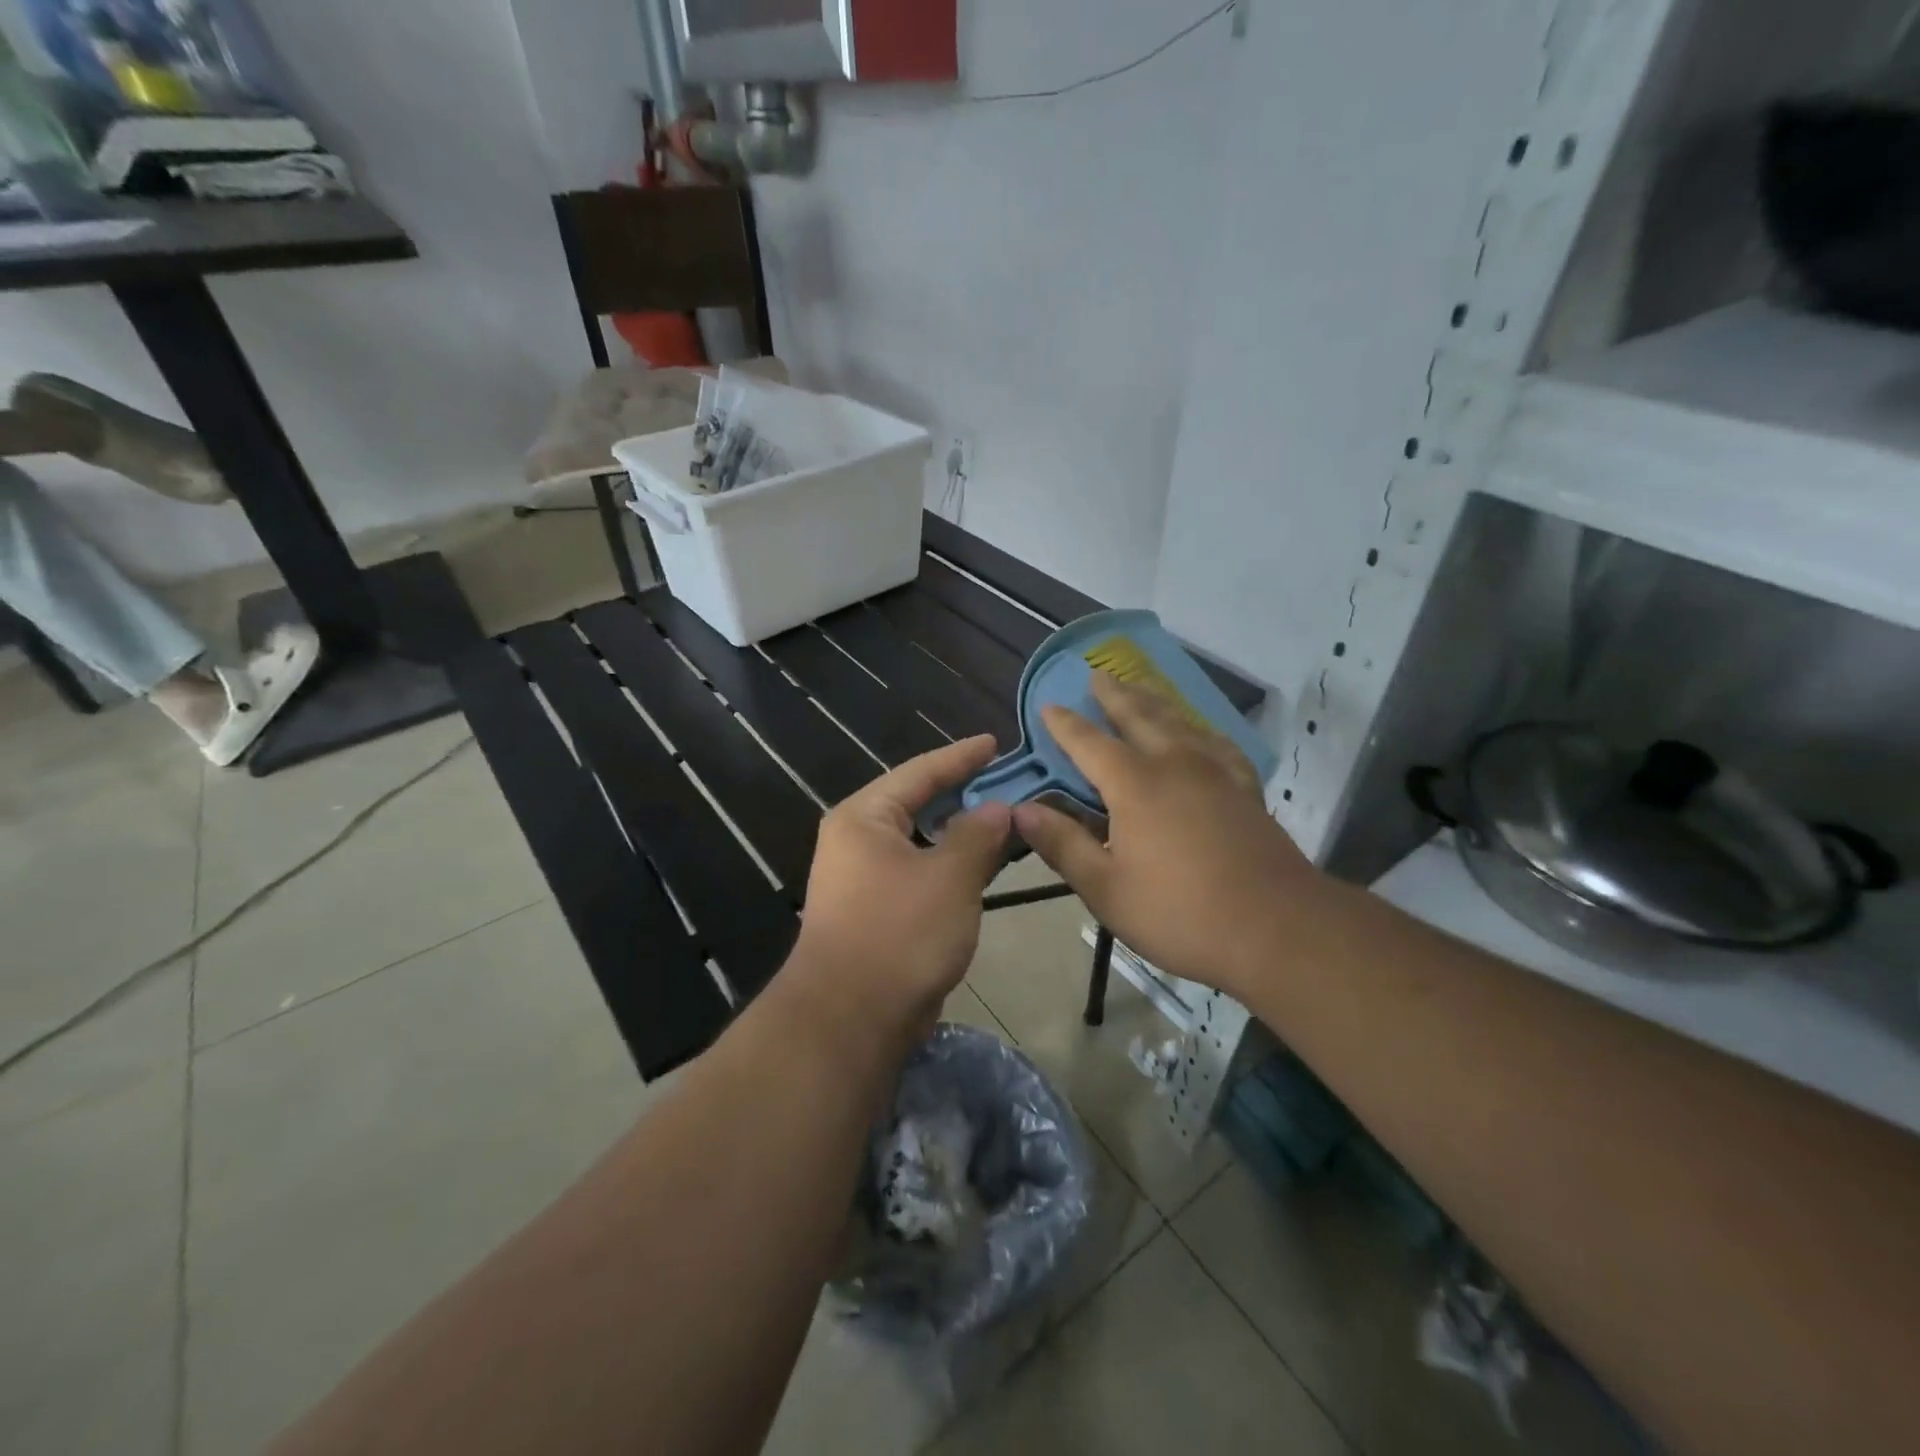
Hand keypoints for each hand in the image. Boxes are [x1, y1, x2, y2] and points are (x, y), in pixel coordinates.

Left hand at [787, 735, 1011, 1052]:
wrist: (849, 1020)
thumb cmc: (899, 934)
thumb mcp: (949, 877)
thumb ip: (977, 835)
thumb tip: (996, 809)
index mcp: (864, 817)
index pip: (919, 772)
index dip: (961, 757)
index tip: (994, 742)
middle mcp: (856, 840)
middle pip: (917, 803)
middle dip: (962, 793)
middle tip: (1006, 779)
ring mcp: (862, 877)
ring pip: (919, 841)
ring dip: (959, 832)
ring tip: (1002, 818)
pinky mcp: (874, 911)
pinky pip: (918, 872)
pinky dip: (948, 864)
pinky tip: (979, 865)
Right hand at [1012, 673, 1314, 1000]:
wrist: (1277, 928)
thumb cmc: (1181, 913)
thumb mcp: (1106, 889)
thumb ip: (1063, 845)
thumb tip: (1021, 810)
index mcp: (1135, 785)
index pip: (1089, 742)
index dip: (1065, 724)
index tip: (1048, 705)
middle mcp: (1174, 764)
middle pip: (1139, 716)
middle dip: (1114, 694)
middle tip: (1096, 673)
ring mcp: (1216, 772)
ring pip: (1179, 721)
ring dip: (1153, 701)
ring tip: (1139, 688)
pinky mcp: (1245, 788)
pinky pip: (1217, 743)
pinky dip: (1200, 729)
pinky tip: (1199, 733)